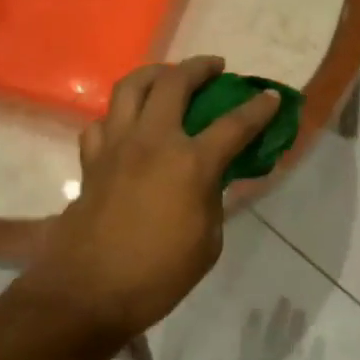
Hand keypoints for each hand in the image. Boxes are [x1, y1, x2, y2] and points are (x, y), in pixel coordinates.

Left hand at [23, 56, 279, 337]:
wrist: (89, 292)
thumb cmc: (158, 275)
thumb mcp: (207, 241)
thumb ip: (212, 199)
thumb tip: (211, 178)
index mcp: (190, 163)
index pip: (234, 124)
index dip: (258, 108)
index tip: (271, 97)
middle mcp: (152, 141)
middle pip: (175, 82)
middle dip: (200, 68)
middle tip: (215, 68)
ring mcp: (116, 146)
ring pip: (130, 87)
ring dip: (155, 74)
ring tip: (168, 77)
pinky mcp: (91, 161)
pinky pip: (102, 122)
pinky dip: (118, 116)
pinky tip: (127, 126)